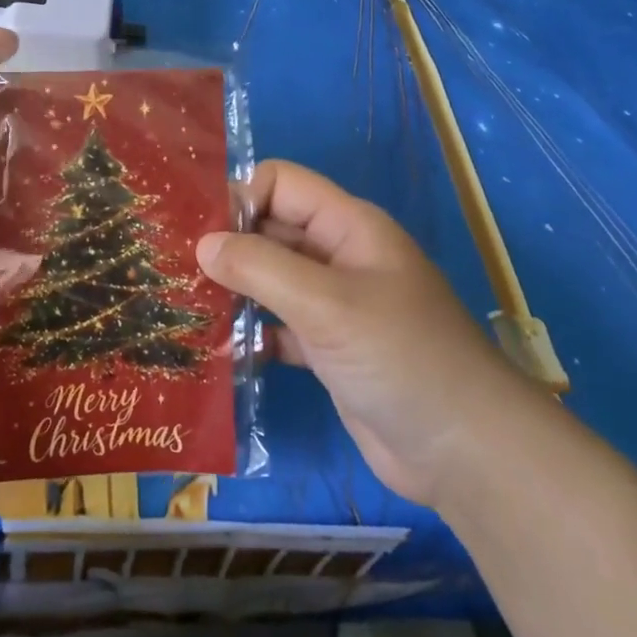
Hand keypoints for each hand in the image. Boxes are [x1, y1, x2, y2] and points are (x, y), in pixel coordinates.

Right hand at [197, 160, 532, 505]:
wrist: (465, 452)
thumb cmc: (400, 357)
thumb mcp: (327, 303)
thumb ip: (260, 267)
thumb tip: (202, 244)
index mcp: (347, 226)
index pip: (280, 184)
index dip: (239, 198)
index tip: (197, 233)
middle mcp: (338, 257)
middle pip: (270, 230)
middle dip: (225, 244)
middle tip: (171, 268)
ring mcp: (333, 305)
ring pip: (269, 279)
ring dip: (232, 289)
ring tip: (182, 305)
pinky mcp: (326, 349)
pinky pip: (276, 325)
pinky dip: (250, 332)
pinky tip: (217, 349)